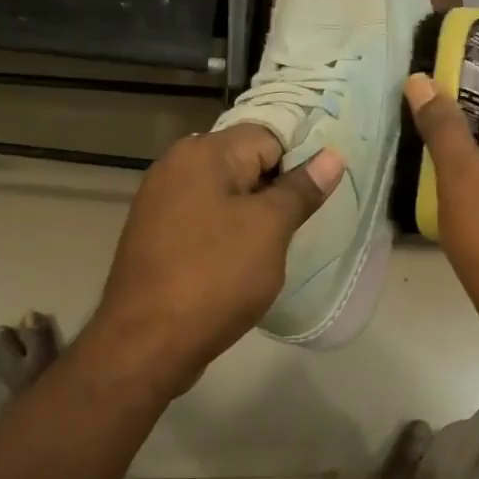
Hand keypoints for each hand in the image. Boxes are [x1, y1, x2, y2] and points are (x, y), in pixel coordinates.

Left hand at [83, 124, 342, 393]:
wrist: (146, 342)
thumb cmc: (214, 276)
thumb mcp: (269, 229)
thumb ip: (300, 189)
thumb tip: (332, 156)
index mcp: (202, 153)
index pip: (267, 136)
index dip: (298, 162)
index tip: (315, 198)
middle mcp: (176, 166)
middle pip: (244, 162)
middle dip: (275, 189)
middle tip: (301, 224)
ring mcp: (161, 202)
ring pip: (225, 194)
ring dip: (253, 215)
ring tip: (275, 246)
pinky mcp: (157, 235)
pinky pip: (205, 219)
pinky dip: (227, 233)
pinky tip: (242, 262)